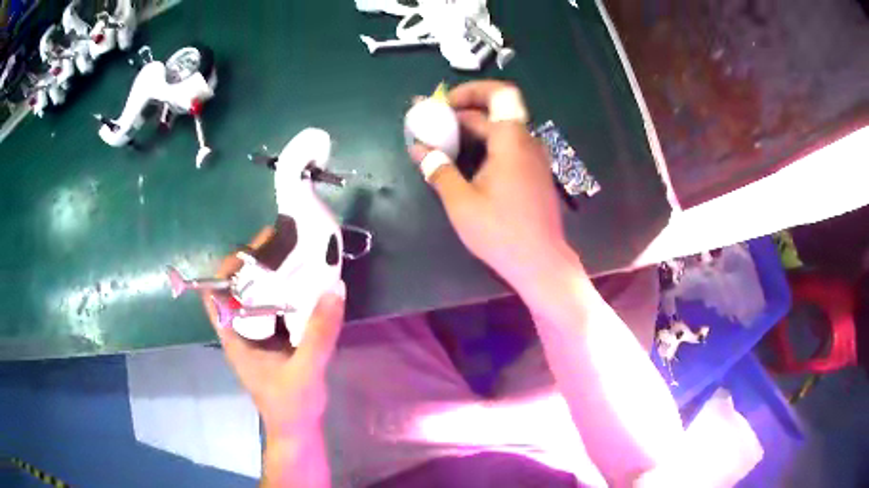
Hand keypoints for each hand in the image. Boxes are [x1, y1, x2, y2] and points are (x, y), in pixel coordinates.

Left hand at [201, 226, 345, 438]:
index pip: (214, 293)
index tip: (253, 251)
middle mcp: (240, 331)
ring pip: (256, 296)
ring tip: (294, 256)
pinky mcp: (272, 340)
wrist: (298, 431)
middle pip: (236, 287)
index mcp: (234, 336)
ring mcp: (256, 335)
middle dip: (254, 264)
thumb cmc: (292, 405)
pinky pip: (273, 307)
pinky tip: (304, 284)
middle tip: (282, 244)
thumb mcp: (306, 370)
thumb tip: (335, 288)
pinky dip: (285, 292)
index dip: (226, 268)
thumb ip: (319, 332)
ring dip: (271, 276)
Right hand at [409, 81, 576, 289]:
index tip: (443, 104)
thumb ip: (438, 169)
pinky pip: (509, 147)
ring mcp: (534, 158)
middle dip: (462, 114)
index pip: (496, 94)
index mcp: (511, 140)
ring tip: (444, 144)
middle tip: (433, 126)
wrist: (541, 262)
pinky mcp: (535, 174)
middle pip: (495, 112)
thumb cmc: (501, 231)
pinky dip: (487, 146)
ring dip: (474, 131)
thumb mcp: (461, 202)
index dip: (469, 92)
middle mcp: (527, 142)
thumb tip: (418, 148)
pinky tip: (468, 164)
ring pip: (502, 130)